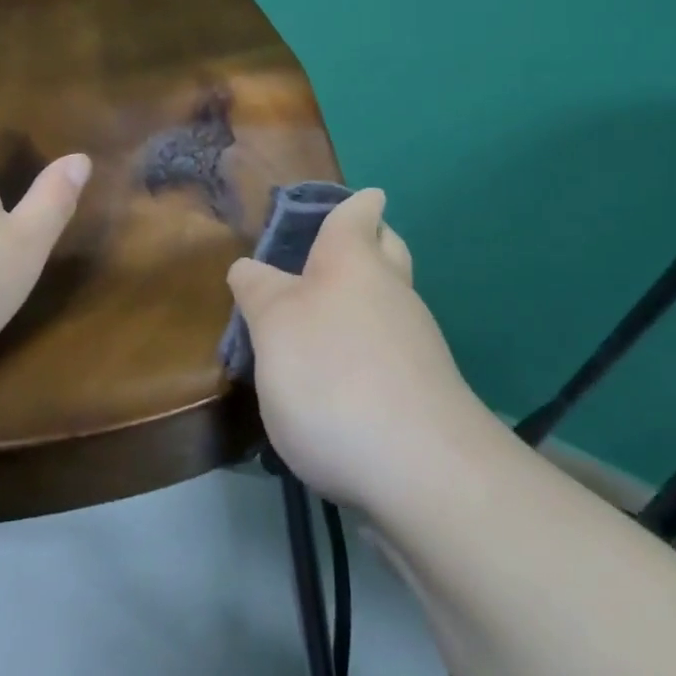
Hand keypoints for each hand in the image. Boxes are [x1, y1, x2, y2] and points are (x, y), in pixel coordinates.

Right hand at [227, 189, 479, 513]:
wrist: (421, 471)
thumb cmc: (333, 374)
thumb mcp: (272, 326)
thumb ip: (258, 291)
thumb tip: (249, 269)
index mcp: (354, 260)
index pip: (359, 212)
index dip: (355, 204)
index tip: (347, 205)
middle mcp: (392, 291)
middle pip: (388, 252)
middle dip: (368, 246)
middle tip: (328, 259)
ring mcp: (417, 344)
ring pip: (391, 305)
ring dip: (363, 307)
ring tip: (317, 329)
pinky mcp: (426, 395)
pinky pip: (393, 354)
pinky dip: (369, 355)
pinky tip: (339, 386)